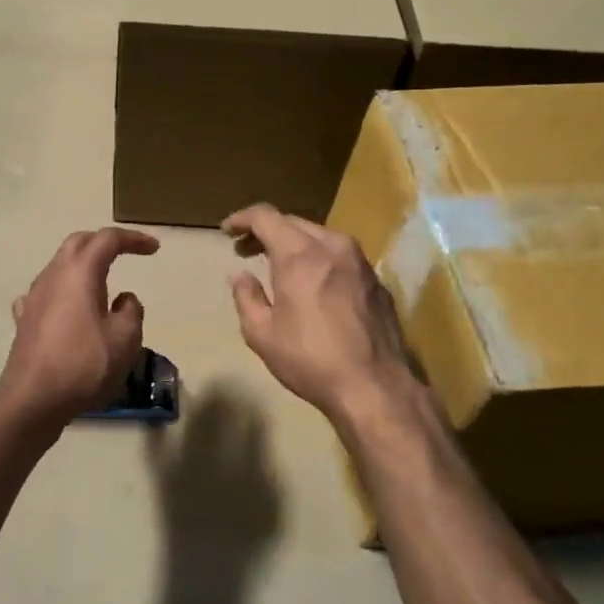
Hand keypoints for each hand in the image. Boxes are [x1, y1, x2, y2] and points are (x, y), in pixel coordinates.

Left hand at [0, 226, 159, 426]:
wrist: (33, 400)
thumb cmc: (84, 365)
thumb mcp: (126, 339)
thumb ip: (131, 311)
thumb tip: (122, 299)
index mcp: (79, 273)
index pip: (107, 240)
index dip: (133, 239)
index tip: (154, 249)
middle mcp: (52, 276)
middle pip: (77, 243)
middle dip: (103, 242)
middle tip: (126, 252)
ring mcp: (33, 298)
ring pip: (58, 267)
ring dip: (82, 266)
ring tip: (102, 284)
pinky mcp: (24, 321)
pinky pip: (45, 293)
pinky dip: (63, 292)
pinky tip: (68, 308)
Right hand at [223, 204, 421, 427]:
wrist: (374, 386)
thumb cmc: (310, 360)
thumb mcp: (262, 334)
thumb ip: (246, 297)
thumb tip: (240, 276)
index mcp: (299, 255)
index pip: (266, 216)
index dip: (242, 219)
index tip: (227, 231)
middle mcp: (332, 246)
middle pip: (293, 222)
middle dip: (266, 231)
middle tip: (246, 251)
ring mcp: (360, 262)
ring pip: (320, 236)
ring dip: (294, 243)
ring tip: (278, 265)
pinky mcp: (376, 280)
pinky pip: (341, 256)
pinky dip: (319, 259)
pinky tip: (313, 284)